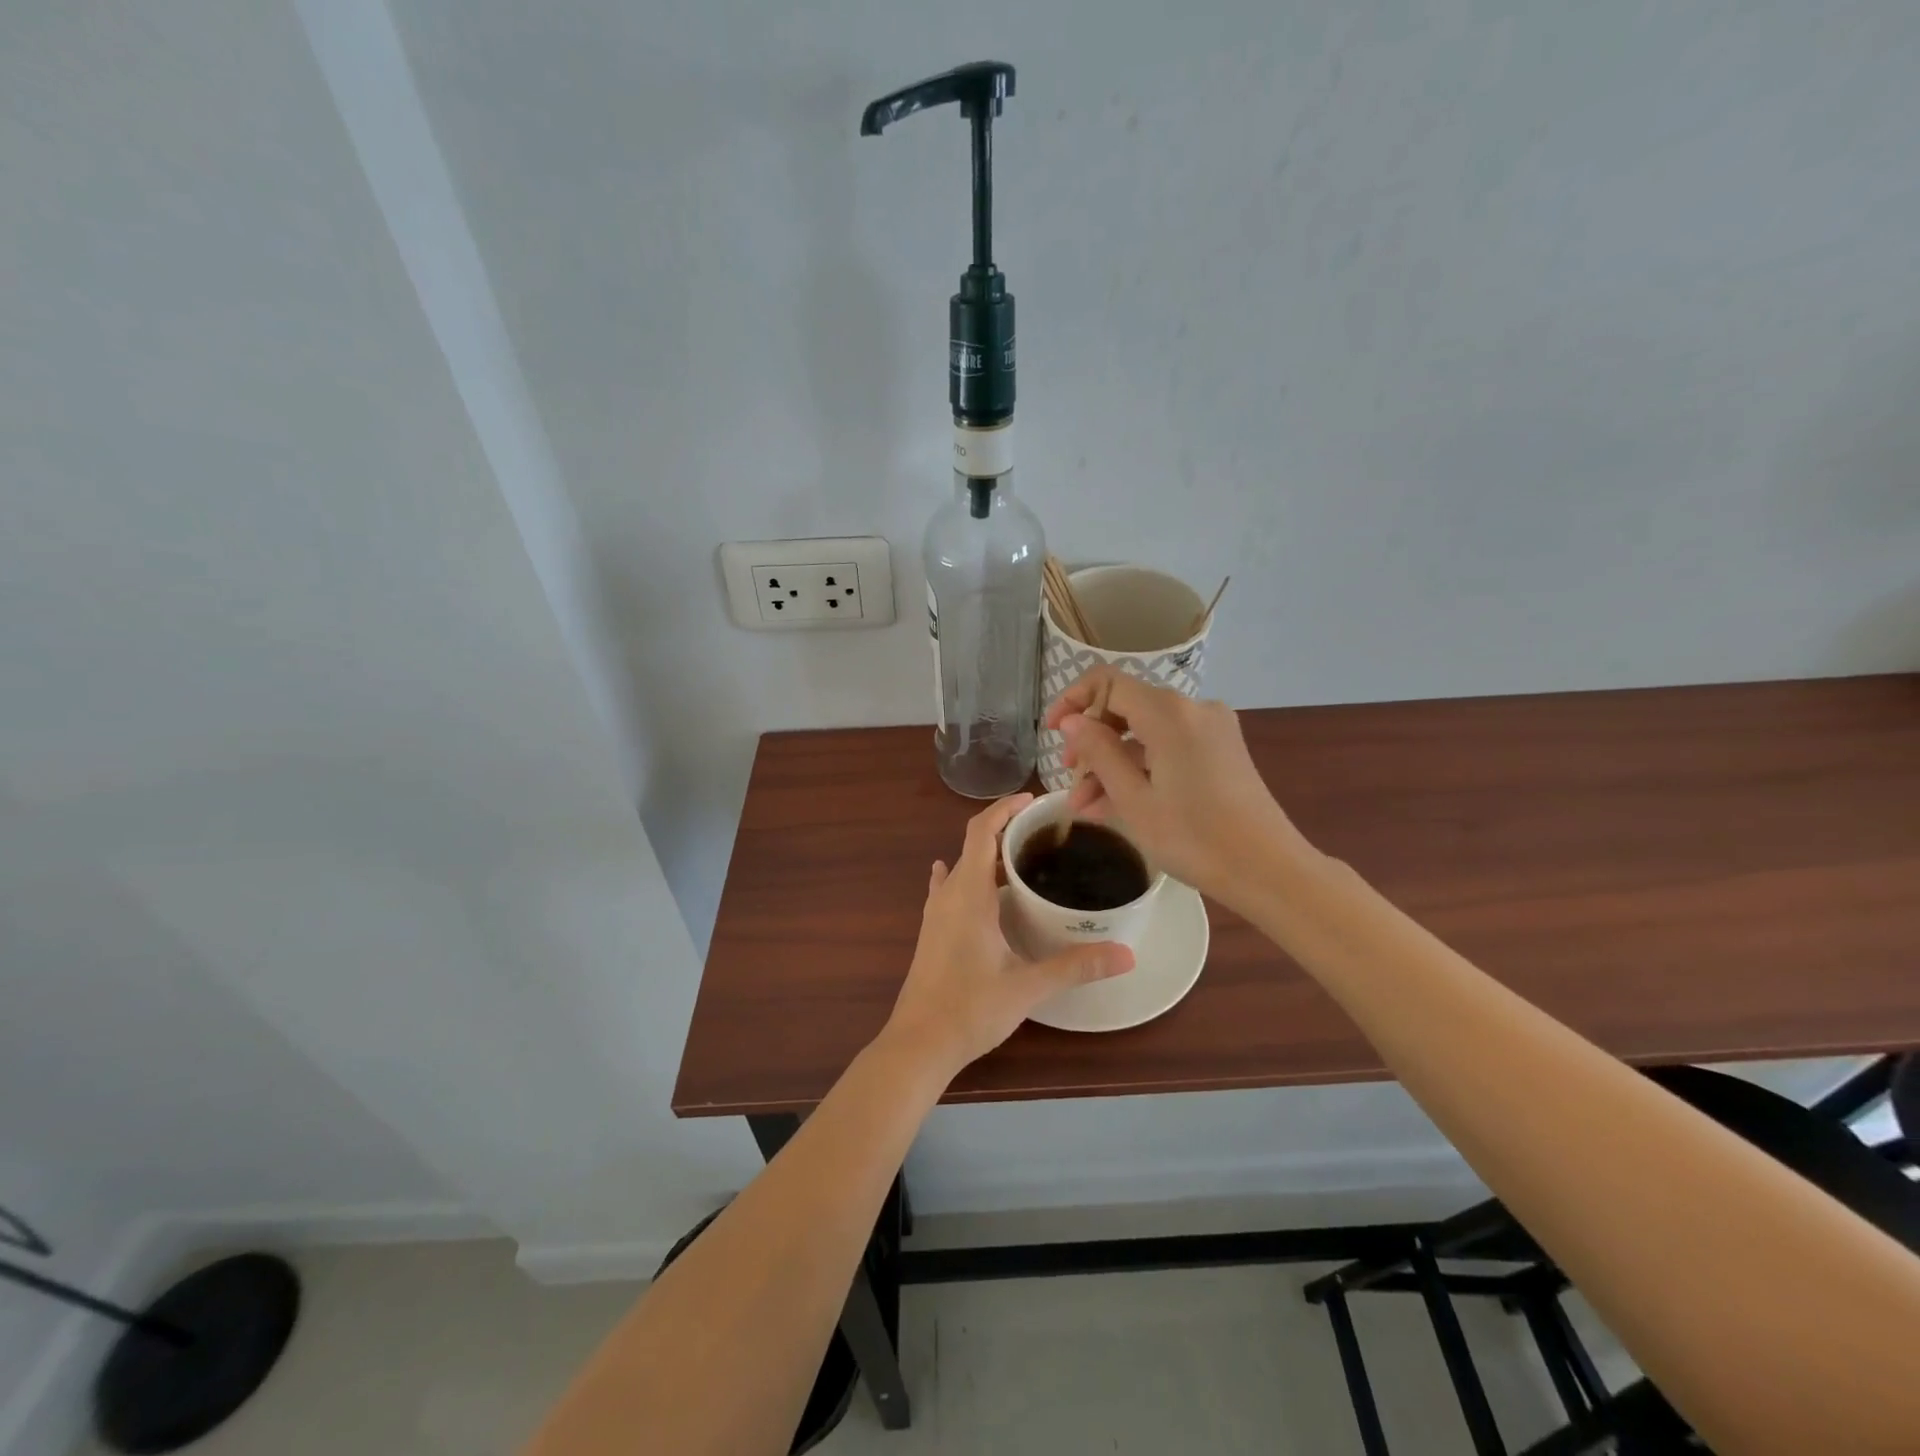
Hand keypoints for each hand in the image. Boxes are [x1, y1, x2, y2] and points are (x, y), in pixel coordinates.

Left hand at [884, 794, 1133, 1075]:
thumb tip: (1127, 954)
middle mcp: (948, 895)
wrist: (918, 1044)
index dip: (1004, 808)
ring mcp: (936, 913)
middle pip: (973, 845)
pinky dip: (969, 878)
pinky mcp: (932, 932)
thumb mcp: (1027, 986)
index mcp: (968, 894)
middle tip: (1046, 834)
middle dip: (1005, 831)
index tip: (1034, 801)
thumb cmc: (970, 1008)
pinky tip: (976, 886)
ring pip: (962, 867)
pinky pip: (950, 889)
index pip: (981, 831)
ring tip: (1025, 858)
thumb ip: (1076, 966)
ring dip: (989, 856)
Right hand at [1044, 668, 1310, 908]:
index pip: (1107, 683)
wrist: (1269, 869)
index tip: (1052, 733)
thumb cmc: (1194, 838)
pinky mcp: (1221, 750)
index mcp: (1168, 713)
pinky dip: (1141, 768)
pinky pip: (1168, 747)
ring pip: (1145, 733)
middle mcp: (1192, 708)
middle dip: (1092, 741)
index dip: (1073, 701)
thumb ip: (1098, 752)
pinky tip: (1116, 804)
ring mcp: (1211, 728)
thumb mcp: (1134, 799)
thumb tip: (1071, 722)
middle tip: (1069, 779)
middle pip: (1126, 707)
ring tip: (1085, 806)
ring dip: (1113, 763)